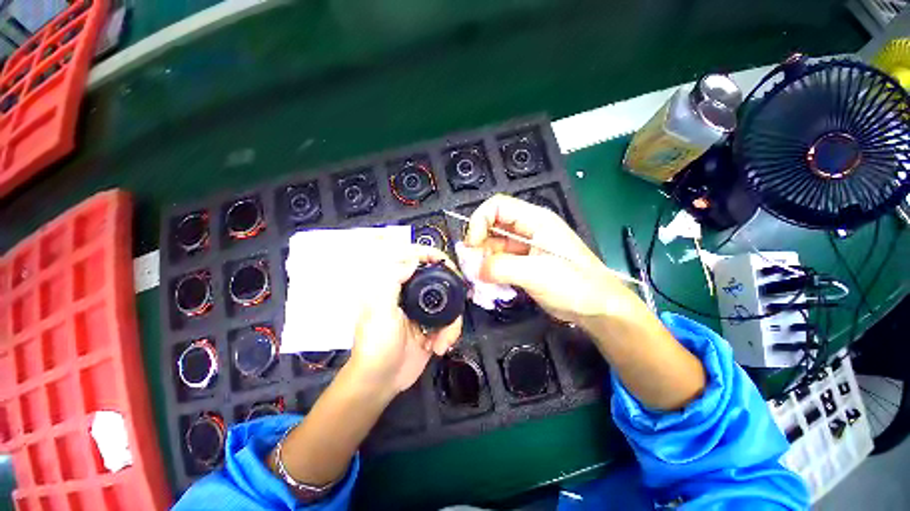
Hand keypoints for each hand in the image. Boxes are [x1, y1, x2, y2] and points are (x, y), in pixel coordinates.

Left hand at [348, 245, 463, 395]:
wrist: (381, 381)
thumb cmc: (376, 343)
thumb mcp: (379, 309)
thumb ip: (392, 280)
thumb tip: (414, 259)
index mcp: (393, 286)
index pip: (410, 259)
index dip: (427, 253)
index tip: (444, 260)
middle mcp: (409, 294)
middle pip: (437, 279)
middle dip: (451, 290)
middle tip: (460, 296)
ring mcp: (423, 310)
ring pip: (449, 302)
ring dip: (451, 323)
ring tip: (442, 342)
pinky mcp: (433, 326)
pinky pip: (450, 321)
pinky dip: (450, 333)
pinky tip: (438, 347)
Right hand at [466, 194, 643, 325]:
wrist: (597, 309)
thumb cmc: (577, 285)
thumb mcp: (538, 273)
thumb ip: (503, 268)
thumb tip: (476, 269)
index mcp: (536, 221)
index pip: (497, 206)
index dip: (479, 221)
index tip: (472, 245)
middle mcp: (528, 230)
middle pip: (492, 226)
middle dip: (478, 245)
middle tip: (472, 267)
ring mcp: (524, 248)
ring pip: (493, 247)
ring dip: (482, 261)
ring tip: (479, 280)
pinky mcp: (522, 265)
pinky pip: (499, 263)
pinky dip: (490, 272)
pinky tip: (487, 285)